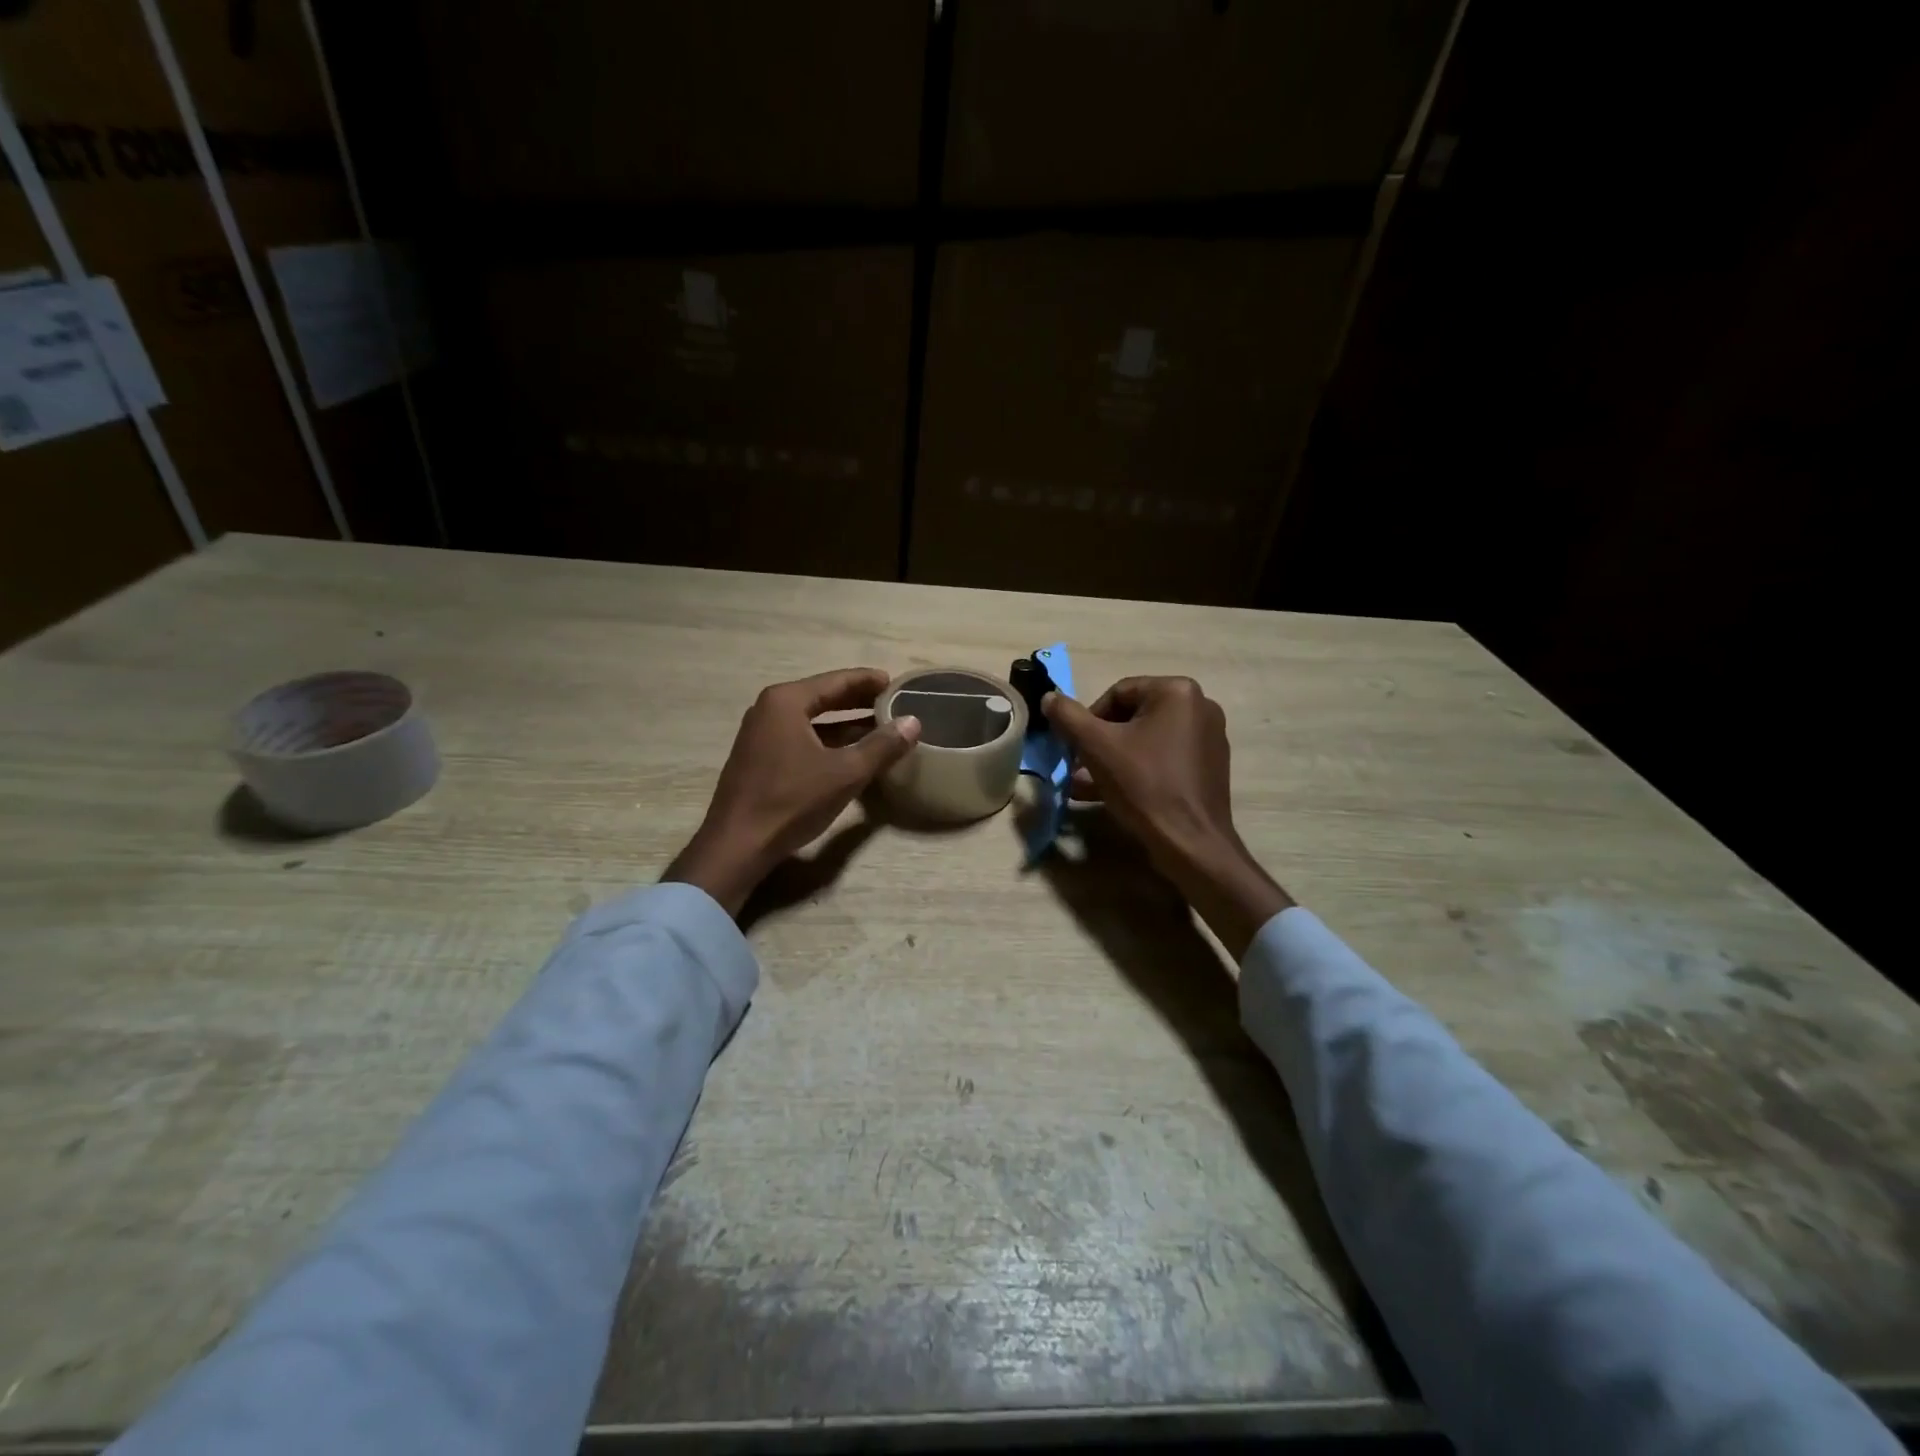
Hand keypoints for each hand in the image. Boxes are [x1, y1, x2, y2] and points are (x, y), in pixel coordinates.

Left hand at [664, 669, 920, 915]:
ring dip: (844, 724)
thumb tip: (913, 722)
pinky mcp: (759, 758)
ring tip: (878, 728)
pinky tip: (849, 753)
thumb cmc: (792, 801)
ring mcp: (760, 734)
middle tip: (891, 702)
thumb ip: (882, 746)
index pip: (836, 681)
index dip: (868, 681)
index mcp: (787, 701)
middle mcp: (769, 709)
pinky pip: (800, 737)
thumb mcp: (845, 773)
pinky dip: (826, 740)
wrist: (738, 844)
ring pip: (811, 720)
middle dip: (857, 701)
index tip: (895, 682)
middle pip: (822, 697)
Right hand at [1044, 677, 1291, 958]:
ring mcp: (1209, 737)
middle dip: (1100, 743)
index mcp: (1177, 691)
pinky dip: (1138, 770)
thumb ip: (1068, 716)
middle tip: (1077, 769)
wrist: (1190, 843)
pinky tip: (1113, 794)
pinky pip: (1164, 758)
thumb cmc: (1144, 786)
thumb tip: (1049, 697)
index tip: (1074, 749)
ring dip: (1113, 759)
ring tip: (1085, 786)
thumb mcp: (1096, 747)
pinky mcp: (1209, 766)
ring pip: (1146, 740)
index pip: (1117, 693)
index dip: (1088, 720)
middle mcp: (1200, 706)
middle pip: (1132, 716)